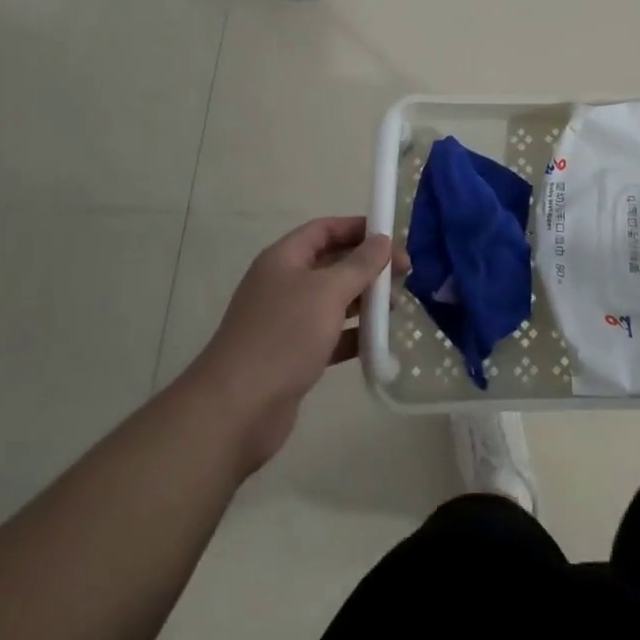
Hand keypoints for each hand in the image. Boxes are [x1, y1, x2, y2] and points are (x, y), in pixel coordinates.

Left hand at [187, 217, 394, 473]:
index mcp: (284, 259)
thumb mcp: (328, 292)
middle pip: (331, 263)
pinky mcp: (292, 356)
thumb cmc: (283, 336)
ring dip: (364, 300)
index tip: (391, 236)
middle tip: (404, 274)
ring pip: (333, 300)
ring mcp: (286, 321)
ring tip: (396, 306)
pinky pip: (330, 334)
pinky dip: (353, 334)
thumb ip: (359, 264)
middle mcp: (283, 284)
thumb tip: (383, 239)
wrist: (236, 410)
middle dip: (367, 266)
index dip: (357, 228)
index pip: (324, 229)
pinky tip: (379, 341)